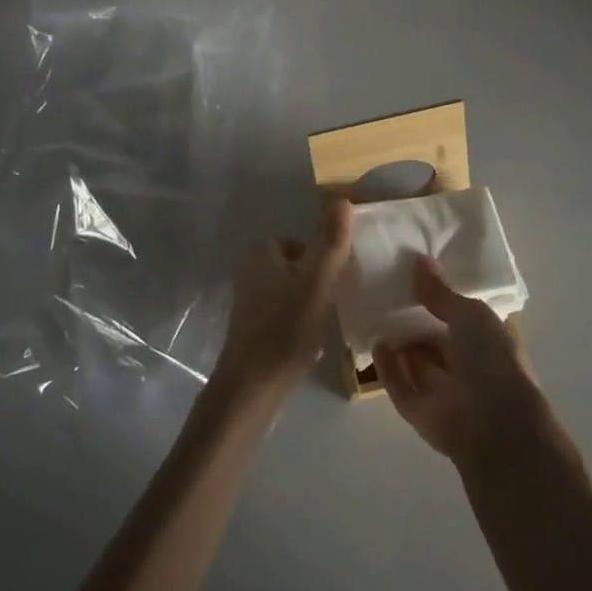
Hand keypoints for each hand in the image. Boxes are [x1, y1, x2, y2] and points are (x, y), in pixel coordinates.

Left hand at [213, 197, 353, 403]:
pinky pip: (283, 316)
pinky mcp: (252, 332)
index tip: (339, 276)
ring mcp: (249, 305)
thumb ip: (331, 244)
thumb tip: (342, 200)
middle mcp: (250, 274)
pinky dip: (298, 324)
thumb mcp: (316, 283)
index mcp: (261, 255)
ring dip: (310, 303)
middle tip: (336, 299)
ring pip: (290, 292)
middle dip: (317, 280)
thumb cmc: (284, 330)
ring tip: (327, 321)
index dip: (320, 255)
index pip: (298, 241)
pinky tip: (311, 343)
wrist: (250, 390)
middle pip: (295, 266)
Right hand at [374, 256, 543, 469]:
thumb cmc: (491, 358)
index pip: (462, 319)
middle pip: (436, 342)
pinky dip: (388, 369)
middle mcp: (467, 368)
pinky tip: (376, 345)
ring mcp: (444, 393)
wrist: (494, 425)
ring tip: (377, 314)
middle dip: (417, 322)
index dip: (441, 300)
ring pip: (418, 365)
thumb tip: (420, 261)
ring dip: (401, 344)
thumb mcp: (469, 313)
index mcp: (487, 343)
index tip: (415, 278)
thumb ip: (441, 292)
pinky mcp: (421, 414)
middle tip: (389, 294)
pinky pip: (401, 387)